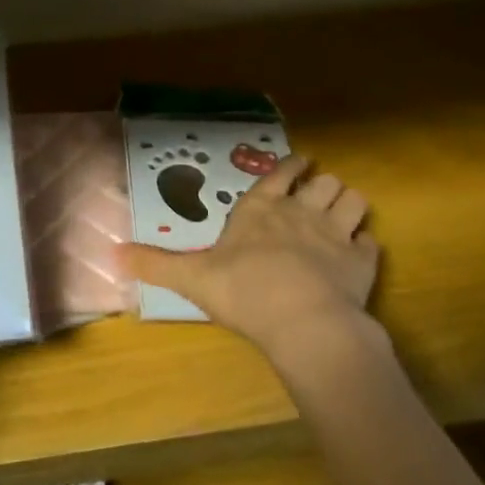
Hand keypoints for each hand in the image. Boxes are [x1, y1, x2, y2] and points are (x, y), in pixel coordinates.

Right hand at [125, 154, 380, 369]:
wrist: (303, 321)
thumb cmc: (244, 291)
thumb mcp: (191, 277)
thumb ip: (156, 264)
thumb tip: (113, 252)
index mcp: (262, 209)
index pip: (280, 173)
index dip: (292, 166)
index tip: (299, 163)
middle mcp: (301, 211)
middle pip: (324, 182)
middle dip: (322, 186)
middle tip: (318, 196)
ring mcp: (336, 233)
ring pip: (353, 201)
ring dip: (349, 205)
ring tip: (344, 215)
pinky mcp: (362, 261)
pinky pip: (371, 243)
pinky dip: (365, 246)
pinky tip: (359, 254)